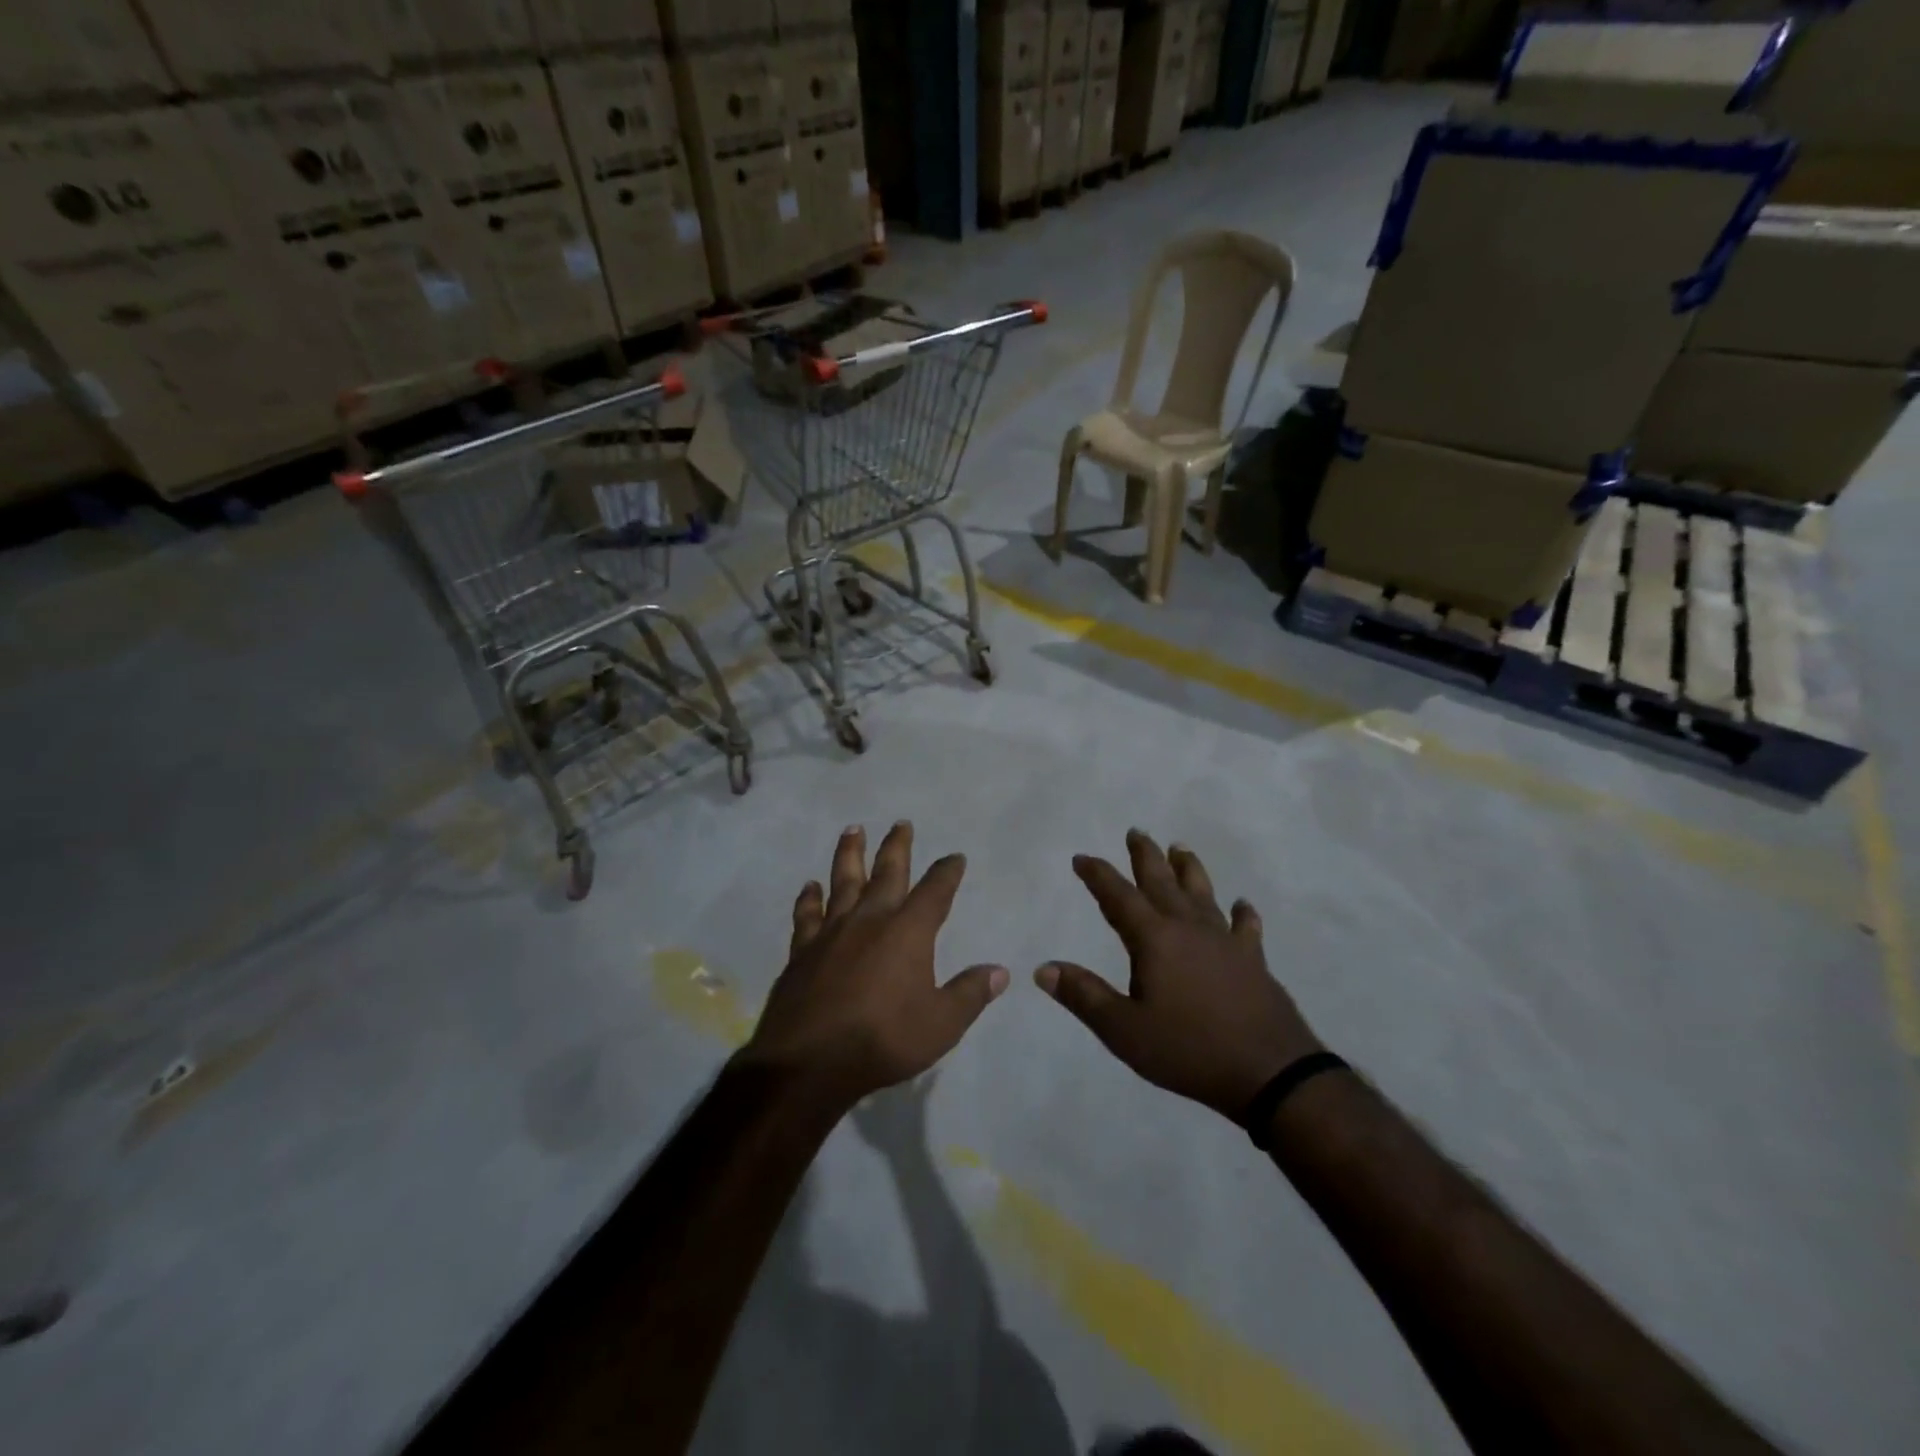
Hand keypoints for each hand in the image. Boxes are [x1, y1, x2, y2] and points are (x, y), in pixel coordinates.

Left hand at [741, 823, 1008, 1107]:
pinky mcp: (802, 951)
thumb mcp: (941, 1024)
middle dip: (898, 846)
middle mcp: (871, 920)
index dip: (947, 872)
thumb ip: (970, 994)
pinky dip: (809, 899)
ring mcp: (832, 932)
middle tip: (901, 823)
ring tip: (853, 830)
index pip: (935, 891)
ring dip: (850, 854)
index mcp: (908, 932)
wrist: (810, 1061)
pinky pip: (807, 915)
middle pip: (887, 872)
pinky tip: (810, 886)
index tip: (955, 857)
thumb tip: (1000, 971)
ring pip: (843, 881)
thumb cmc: (883, 1040)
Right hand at [1035, 830, 1322, 1120]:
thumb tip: (1043, 969)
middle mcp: (1189, 928)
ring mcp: (1225, 942)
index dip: (1098, 875)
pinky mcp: (1253, 961)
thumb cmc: (1189, 1050)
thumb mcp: (1124, 1030)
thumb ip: (1084, 995)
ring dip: (1189, 870)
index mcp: (1154, 939)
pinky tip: (1242, 905)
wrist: (1270, 1073)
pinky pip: (1245, 927)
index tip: (1082, 858)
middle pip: (1162, 882)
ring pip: (1202, 894)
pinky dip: (1242, 914)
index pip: (1118, 897)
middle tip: (1136, 832)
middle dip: (1145, 856)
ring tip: (1181, 848)